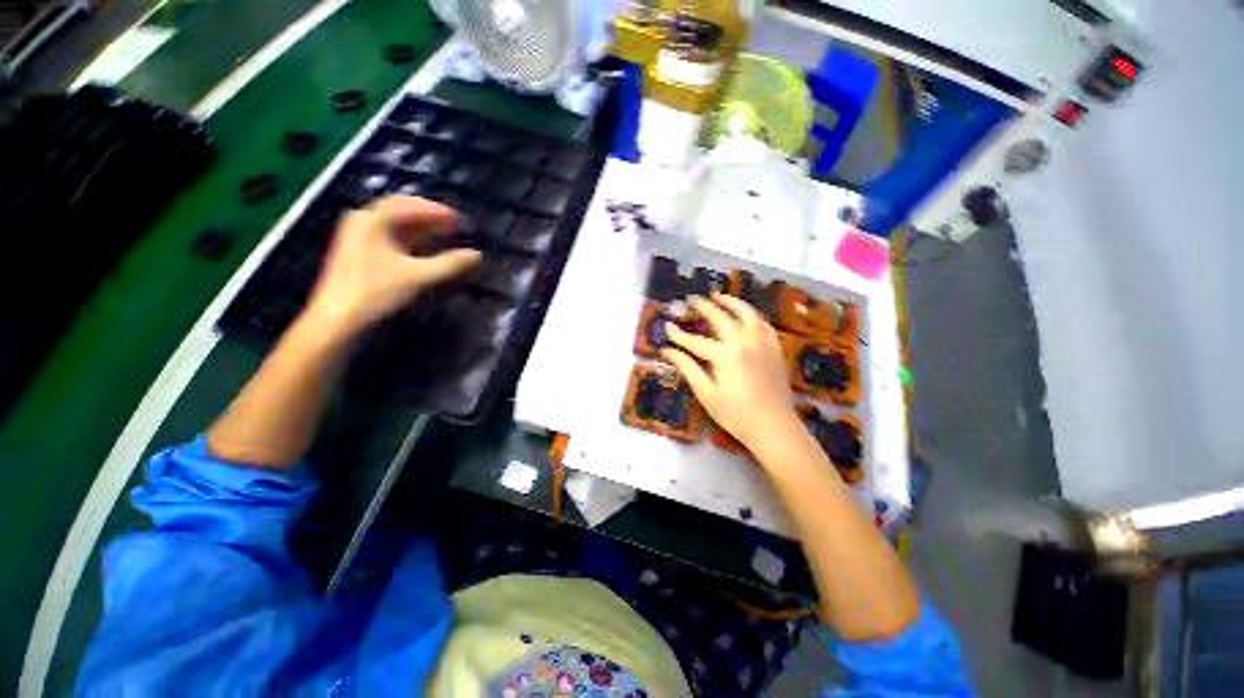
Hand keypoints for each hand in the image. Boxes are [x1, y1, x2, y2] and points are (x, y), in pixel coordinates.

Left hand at [304, 196, 480, 335]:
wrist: (338, 321)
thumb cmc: (377, 292)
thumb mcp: (420, 277)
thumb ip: (451, 264)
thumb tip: (477, 255)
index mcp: (374, 220)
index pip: (412, 205)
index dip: (440, 212)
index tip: (463, 222)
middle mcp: (364, 222)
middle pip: (402, 212)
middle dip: (432, 218)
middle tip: (456, 227)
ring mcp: (359, 238)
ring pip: (397, 226)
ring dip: (423, 230)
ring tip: (446, 237)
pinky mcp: (360, 254)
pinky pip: (391, 239)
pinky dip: (413, 242)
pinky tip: (427, 251)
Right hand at [662, 293, 802, 450]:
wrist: (774, 426)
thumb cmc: (735, 414)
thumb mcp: (706, 393)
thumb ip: (687, 368)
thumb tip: (668, 351)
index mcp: (725, 354)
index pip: (695, 340)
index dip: (679, 334)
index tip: (667, 326)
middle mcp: (744, 341)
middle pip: (720, 318)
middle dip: (703, 307)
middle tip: (691, 299)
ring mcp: (762, 342)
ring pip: (746, 313)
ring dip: (731, 302)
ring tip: (718, 295)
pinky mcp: (774, 348)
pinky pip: (762, 323)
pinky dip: (751, 315)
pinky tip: (744, 315)